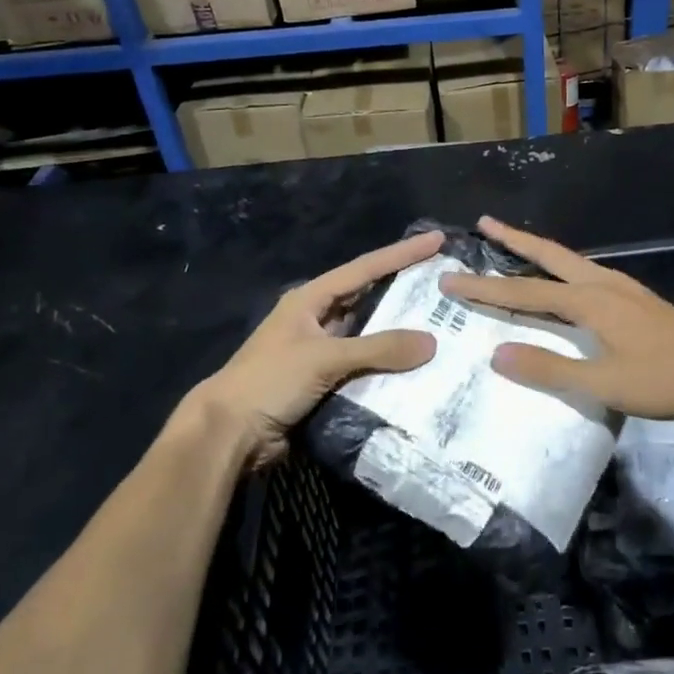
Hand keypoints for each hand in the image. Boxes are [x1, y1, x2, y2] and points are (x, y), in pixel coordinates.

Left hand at [184, 231, 442, 471]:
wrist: (229, 433)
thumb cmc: (270, 381)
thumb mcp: (325, 358)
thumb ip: (379, 349)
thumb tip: (432, 343)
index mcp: (310, 300)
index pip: (365, 268)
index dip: (402, 254)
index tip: (436, 240)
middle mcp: (316, 319)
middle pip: (368, 298)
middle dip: (404, 289)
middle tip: (444, 282)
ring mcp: (319, 351)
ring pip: (368, 334)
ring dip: (398, 332)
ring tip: (441, 324)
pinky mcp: (323, 381)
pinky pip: (364, 366)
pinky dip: (387, 365)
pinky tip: (416, 367)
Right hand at [440, 216, 673, 422]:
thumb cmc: (662, 380)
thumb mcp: (602, 383)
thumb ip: (549, 368)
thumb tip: (497, 354)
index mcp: (589, 300)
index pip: (525, 291)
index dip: (485, 288)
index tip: (450, 280)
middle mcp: (603, 283)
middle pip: (549, 255)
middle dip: (514, 239)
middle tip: (485, 222)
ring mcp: (624, 287)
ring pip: (572, 260)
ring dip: (540, 250)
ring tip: (518, 244)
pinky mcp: (638, 298)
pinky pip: (589, 271)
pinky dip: (564, 266)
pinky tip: (569, 279)